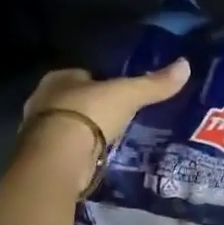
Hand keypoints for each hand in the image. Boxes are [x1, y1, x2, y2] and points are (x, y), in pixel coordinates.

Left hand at [22, 60, 190, 175]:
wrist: (57, 159)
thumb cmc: (89, 115)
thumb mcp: (128, 95)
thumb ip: (154, 84)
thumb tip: (185, 65)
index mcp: (59, 78)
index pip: (84, 75)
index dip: (102, 82)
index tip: (120, 93)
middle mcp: (43, 100)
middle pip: (74, 100)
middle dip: (93, 108)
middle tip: (118, 117)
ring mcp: (38, 131)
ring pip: (68, 125)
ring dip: (85, 132)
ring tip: (110, 139)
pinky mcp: (42, 157)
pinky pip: (66, 149)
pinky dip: (79, 153)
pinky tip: (96, 158)